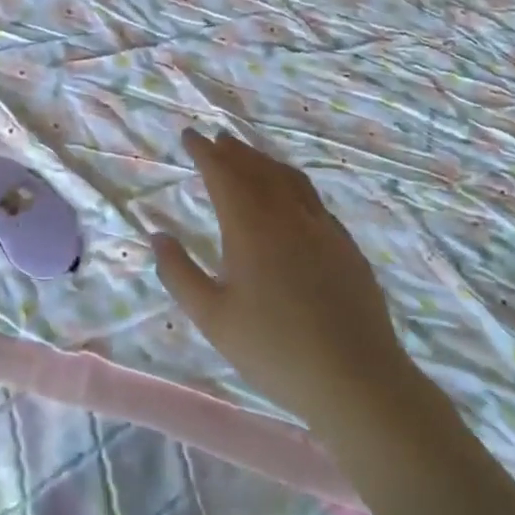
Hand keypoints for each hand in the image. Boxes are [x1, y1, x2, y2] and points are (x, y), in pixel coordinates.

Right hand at [152, 129, 411, 431]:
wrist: (356, 379)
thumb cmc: (274, 350)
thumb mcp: (213, 318)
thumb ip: (179, 273)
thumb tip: (158, 236)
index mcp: (251, 228)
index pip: (223, 174)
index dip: (204, 152)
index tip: (189, 135)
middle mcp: (287, 216)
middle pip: (257, 169)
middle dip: (233, 151)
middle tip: (216, 140)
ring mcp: (322, 228)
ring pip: (289, 179)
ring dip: (264, 161)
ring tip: (249, 158)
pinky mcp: (346, 246)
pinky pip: (312, 199)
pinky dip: (291, 184)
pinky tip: (290, 198)